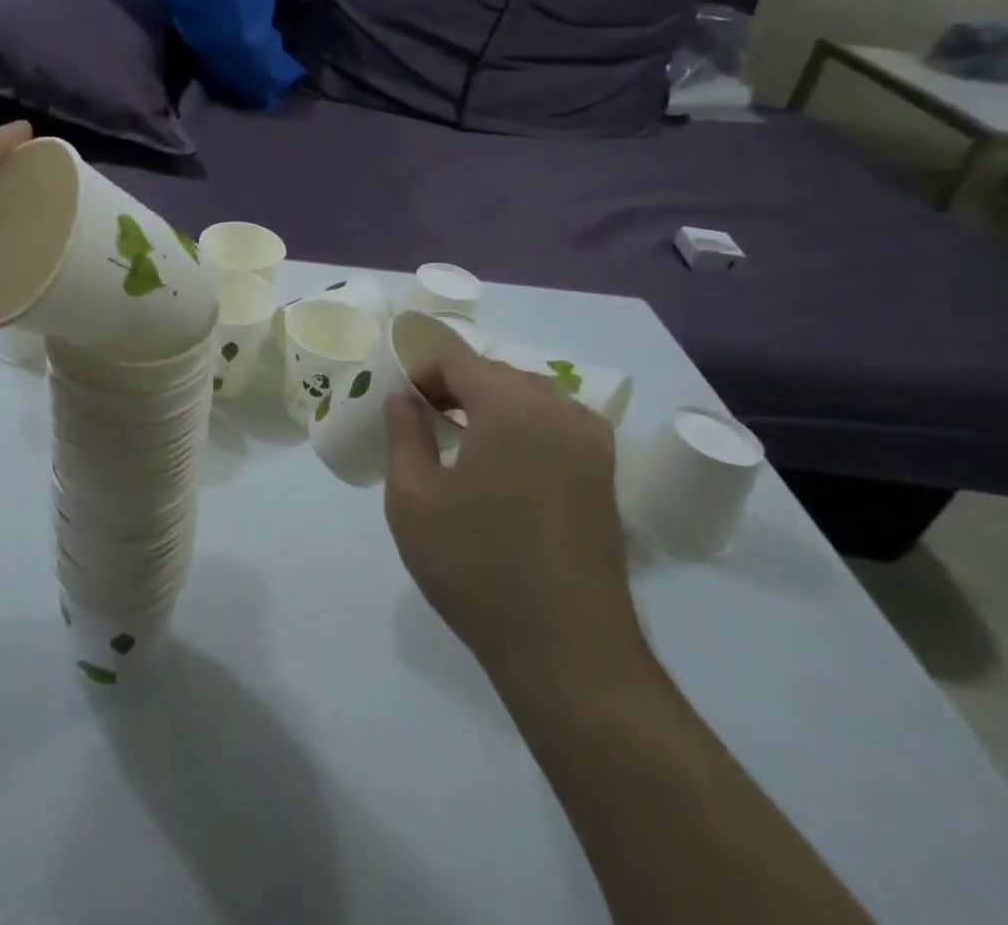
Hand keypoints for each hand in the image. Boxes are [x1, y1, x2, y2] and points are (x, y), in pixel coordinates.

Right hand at [384, 346, 642, 674]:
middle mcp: (557, 411)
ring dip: (492, 403)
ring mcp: (590, 443)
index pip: (457, 358)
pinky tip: (509, 463)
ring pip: (531, 394)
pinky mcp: (605, 475)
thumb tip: (403, 395)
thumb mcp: (413, 498)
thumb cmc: (476, 567)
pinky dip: (527, 424)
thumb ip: (403, 433)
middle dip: (454, 385)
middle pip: (496, 371)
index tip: (402, 406)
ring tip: (464, 442)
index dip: (421, 370)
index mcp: (508, 407)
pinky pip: (559, 423)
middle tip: (424, 423)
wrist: (566, 650)